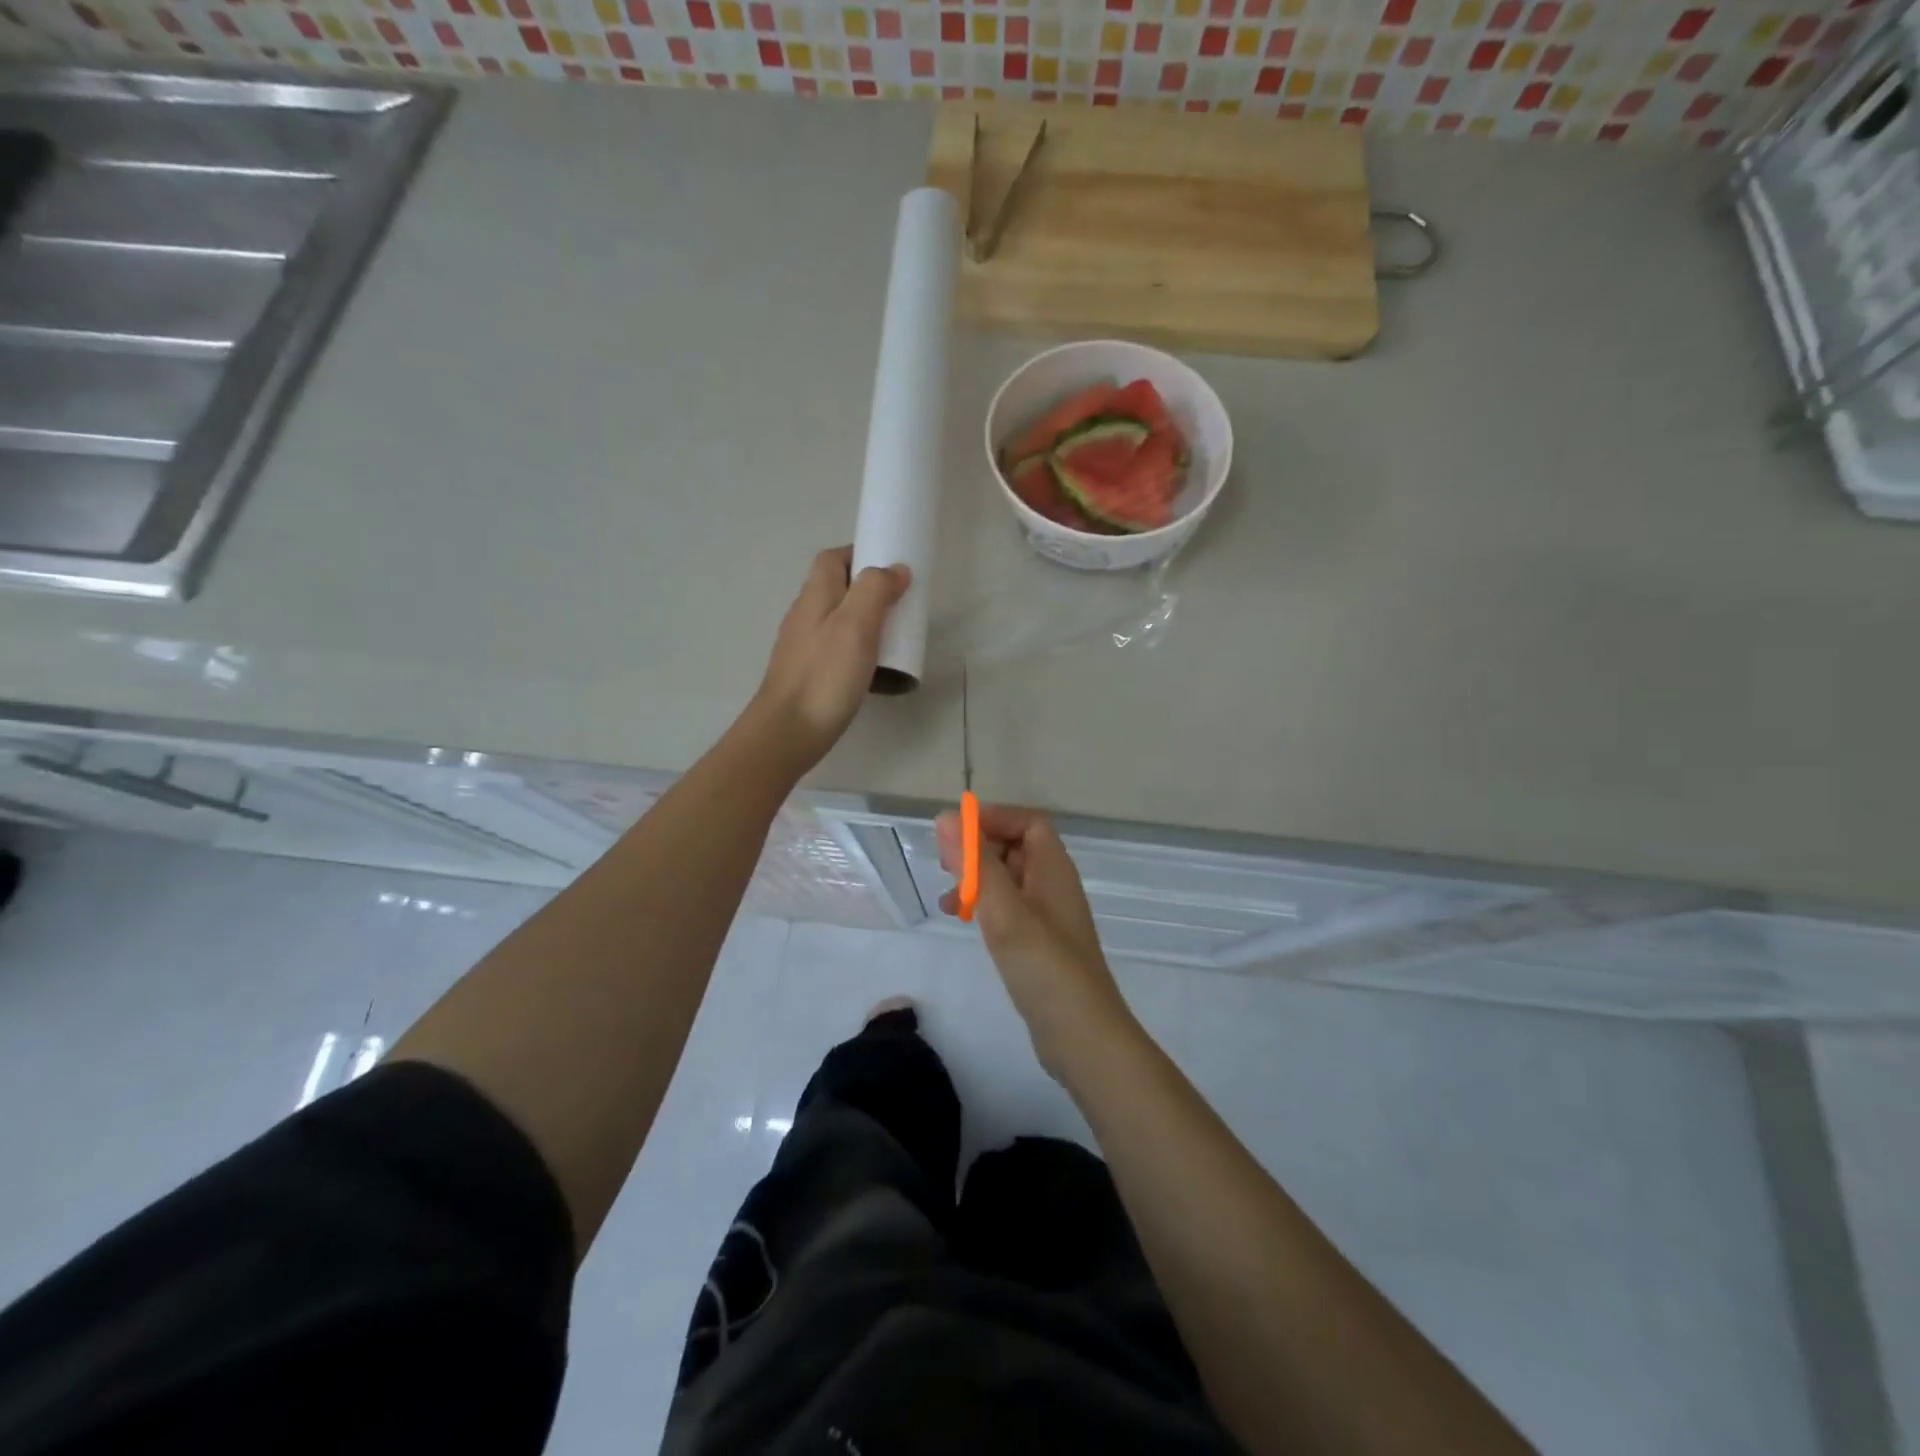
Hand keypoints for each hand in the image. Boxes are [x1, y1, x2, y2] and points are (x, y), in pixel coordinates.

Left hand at [752, 547, 909, 771]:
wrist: (788, 732)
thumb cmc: (825, 676)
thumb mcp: (856, 626)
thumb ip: (875, 591)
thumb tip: (895, 569)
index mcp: (815, 596)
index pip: (832, 559)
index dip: (859, 554)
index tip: (891, 567)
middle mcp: (804, 616)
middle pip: (835, 588)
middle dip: (868, 590)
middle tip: (900, 605)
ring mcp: (803, 647)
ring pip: (837, 620)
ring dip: (864, 621)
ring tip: (893, 637)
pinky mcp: (808, 674)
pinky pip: (836, 649)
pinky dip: (857, 650)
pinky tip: (873, 669)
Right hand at [935, 804, 1135, 1078]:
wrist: (1082, 1036)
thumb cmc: (1044, 966)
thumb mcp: (1004, 910)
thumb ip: (976, 863)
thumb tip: (947, 817)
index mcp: (1053, 869)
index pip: (1028, 822)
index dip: (994, 818)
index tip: (956, 832)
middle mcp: (1054, 886)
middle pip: (1017, 847)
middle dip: (980, 848)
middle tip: (944, 864)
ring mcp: (1048, 917)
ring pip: (1009, 879)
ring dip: (978, 879)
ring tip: (947, 899)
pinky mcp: (1040, 944)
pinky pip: (1010, 908)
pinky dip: (985, 906)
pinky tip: (965, 922)